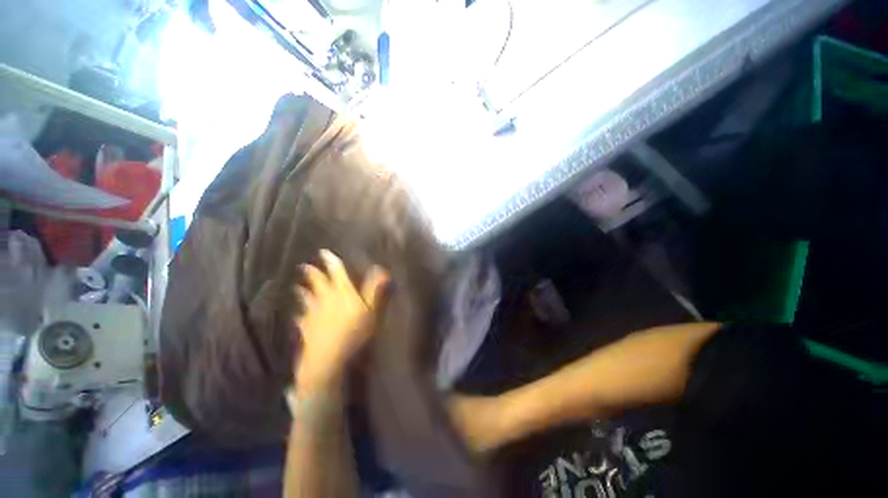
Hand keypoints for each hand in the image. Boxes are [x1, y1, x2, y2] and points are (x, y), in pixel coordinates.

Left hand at [294, 250, 388, 389]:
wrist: (327, 357)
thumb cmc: (354, 331)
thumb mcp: (370, 309)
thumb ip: (374, 289)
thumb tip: (381, 269)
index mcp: (342, 292)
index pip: (336, 272)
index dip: (331, 262)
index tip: (324, 252)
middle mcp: (325, 298)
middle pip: (317, 282)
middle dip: (313, 273)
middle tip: (305, 266)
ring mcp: (313, 312)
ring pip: (306, 297)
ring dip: (302, 291)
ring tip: (297, 287)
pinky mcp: (305, 326)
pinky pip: (301, 317)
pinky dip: (299, 313)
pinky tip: (298, 315)